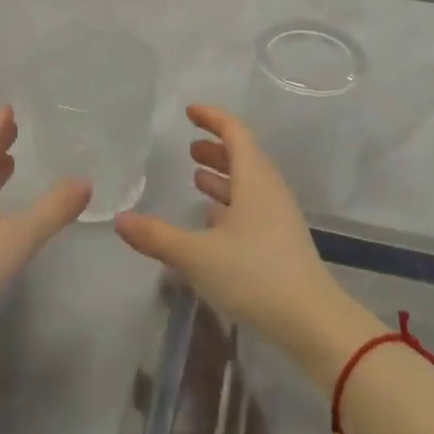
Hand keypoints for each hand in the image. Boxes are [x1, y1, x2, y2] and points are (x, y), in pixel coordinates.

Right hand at [115, 105, 362, 375]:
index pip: (234, 131)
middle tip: (190, 148)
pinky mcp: (282, 241)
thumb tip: (120, 219)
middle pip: (244, 155)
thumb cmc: (255, 275)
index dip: (212, 117)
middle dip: (216, 147)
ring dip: (223, 175)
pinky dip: (232, 202)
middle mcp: (269, 190)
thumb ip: (157, 237)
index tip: (189, 111)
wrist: (312, 322)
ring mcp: (279, 216)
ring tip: (196, 178)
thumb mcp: (198, 255)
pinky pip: (254, 206)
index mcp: (254, 179)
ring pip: (249, 182)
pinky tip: (214, 219)